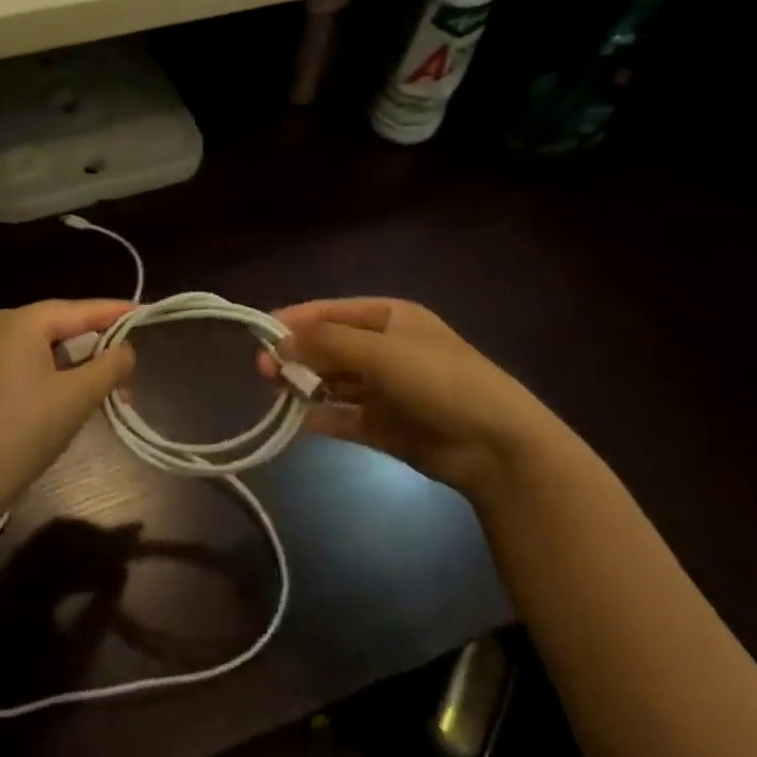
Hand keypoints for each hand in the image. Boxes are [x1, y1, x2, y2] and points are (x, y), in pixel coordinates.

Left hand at [0, 299, 135, 530]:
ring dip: (84, 367)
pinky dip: (62, 378)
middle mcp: (3, 329)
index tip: (148, 312)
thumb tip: (126, 349)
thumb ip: (109, 365)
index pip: (80, 309)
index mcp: (21, 322)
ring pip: (50, 351)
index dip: (116, 312)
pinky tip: (84, 395)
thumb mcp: (77, 396)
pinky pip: (34, 367)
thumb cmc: (24, 431)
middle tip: (136, 356)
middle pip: (64, 327)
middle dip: (101, 345)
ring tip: (118, 385)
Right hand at [258, 298, 559, 495]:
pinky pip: (345, 416)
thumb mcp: (380, 351)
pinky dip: (324, 417)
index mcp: (390, 318)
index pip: (331, 312)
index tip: (260, 334)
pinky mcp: (386, 425)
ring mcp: (386, 388)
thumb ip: (326, 344)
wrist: (496, 444)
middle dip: (297, 355)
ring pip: (334, 381)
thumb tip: (278, 343)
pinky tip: (301, 420)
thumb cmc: (438, 380)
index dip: (295, 320)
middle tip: (262, 371)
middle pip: (329, 347)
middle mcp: (385, 348)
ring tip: (275, 392)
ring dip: (306, 384)